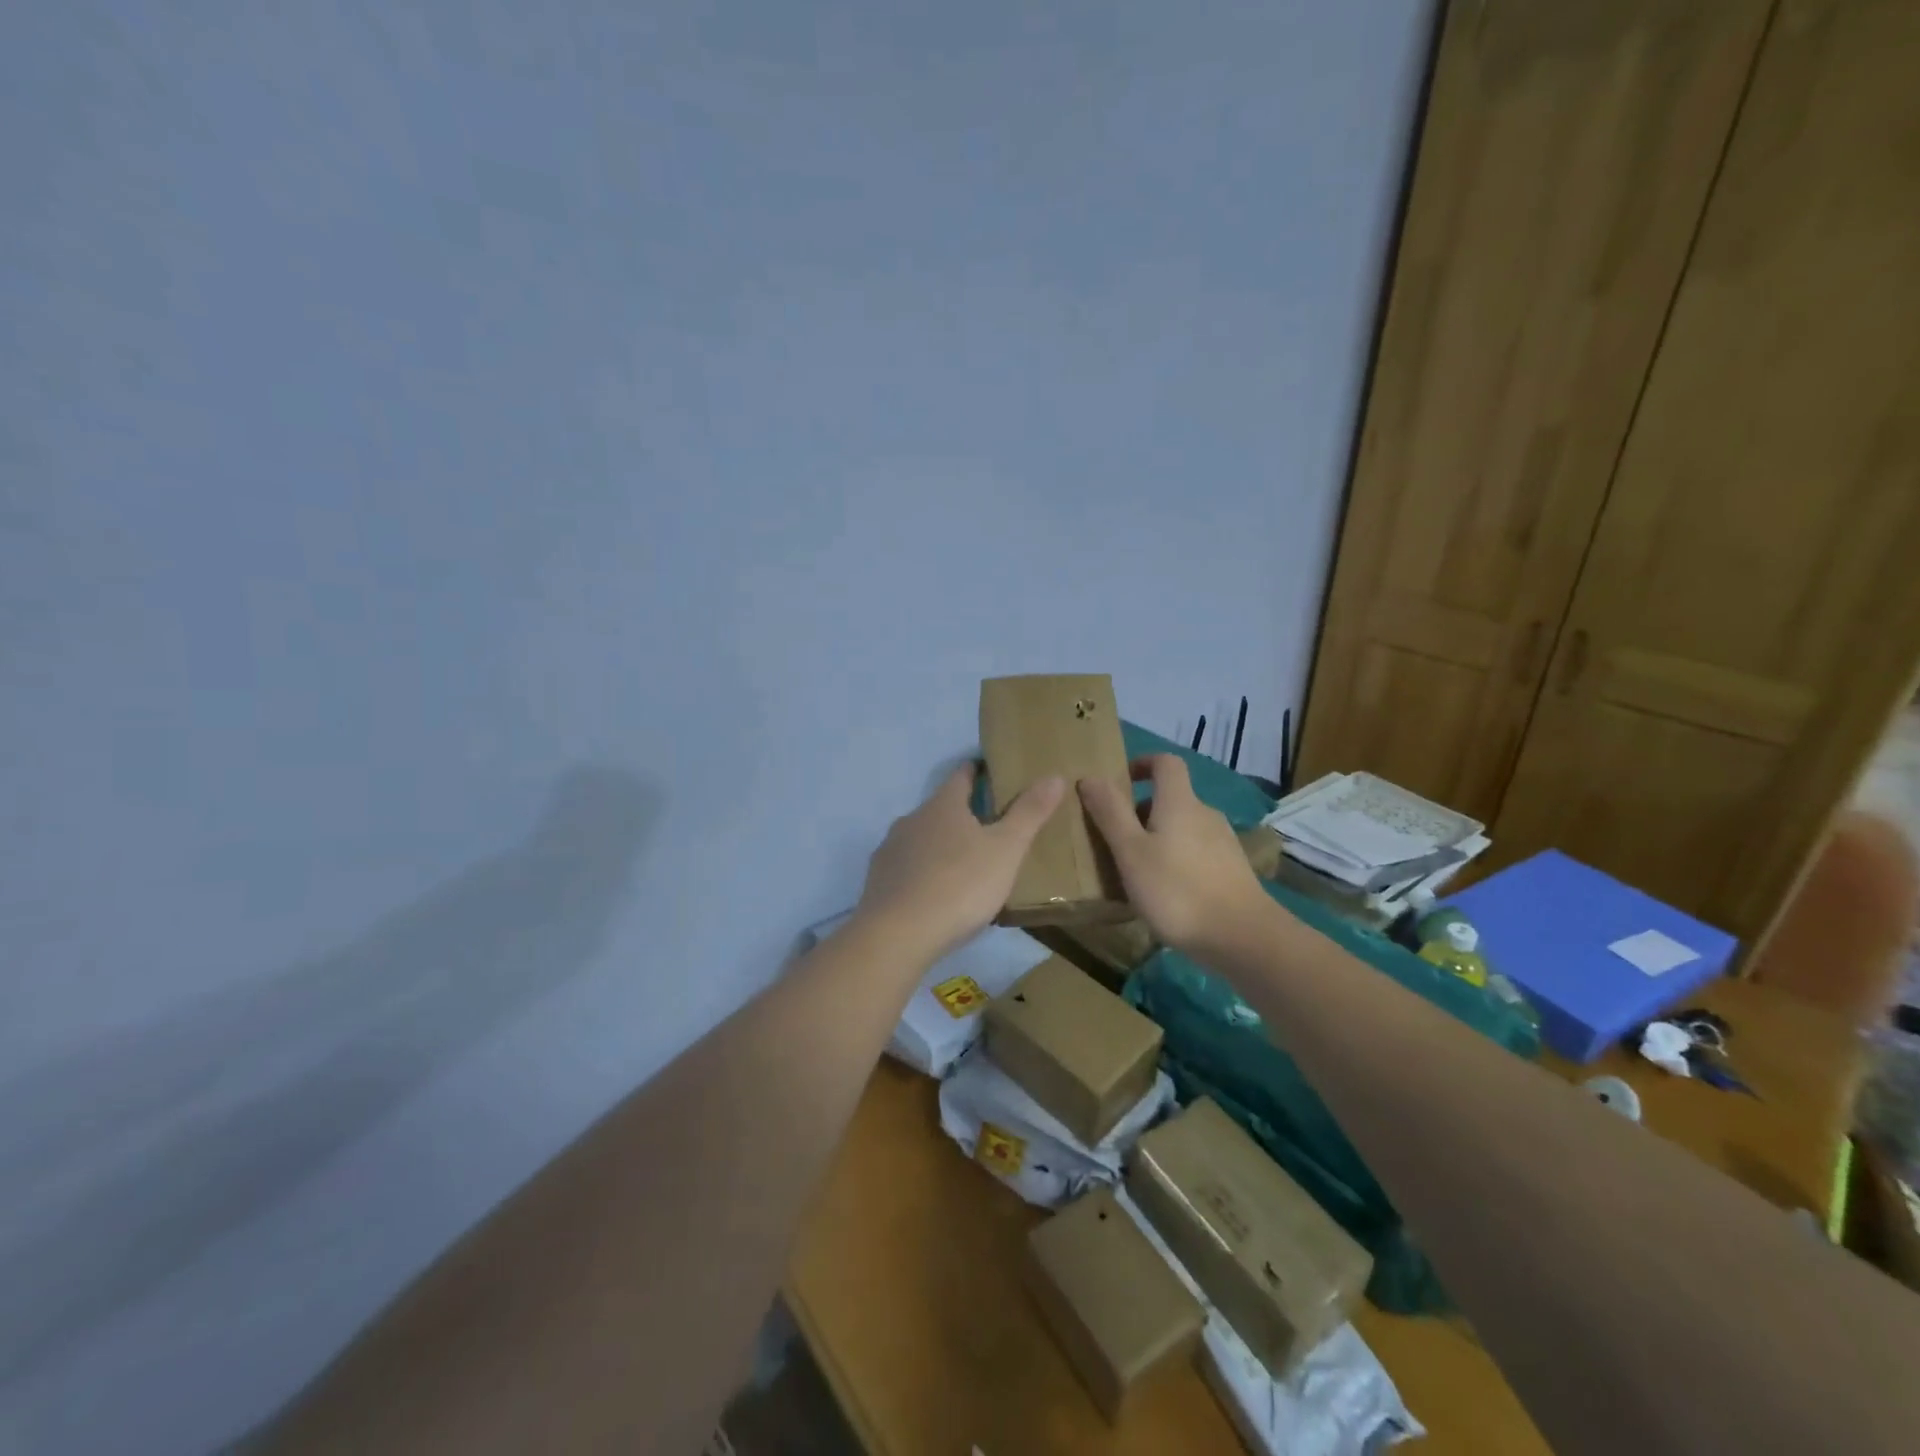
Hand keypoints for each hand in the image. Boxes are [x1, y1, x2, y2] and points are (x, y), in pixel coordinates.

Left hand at [856, 764, 1065, 962]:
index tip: (993, 774)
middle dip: (962, 814)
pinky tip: (936, 893)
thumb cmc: (959, 885)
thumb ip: (1029, 813)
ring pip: (921, 838)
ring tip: (965, 864)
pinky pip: (907, 867)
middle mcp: (912, 819)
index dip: (978, 771)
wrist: (898, 935)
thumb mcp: (1006, 850)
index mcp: (943, 805)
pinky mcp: (878, 880)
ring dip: (941, 845)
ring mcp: (890, 850)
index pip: (962, 775)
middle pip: (940, 808)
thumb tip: (1053, 776)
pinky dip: (923, 872)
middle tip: (990, 828)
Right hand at [1078, 754, 1269, 958]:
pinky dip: (1176, 860)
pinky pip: (1196, 852)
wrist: (1242, 938)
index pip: (1166, 763)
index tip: (1119, 782)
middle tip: (1115, 839)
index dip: (1142, 763)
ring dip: (1158, 838)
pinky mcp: (1232, 870)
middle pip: (1171, 798)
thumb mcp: (1131, 852)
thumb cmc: (1177, 891)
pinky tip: (1165, 892)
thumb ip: (1110, 813)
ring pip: (1183, 828)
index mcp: (1180, 803)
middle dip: (1141, 812)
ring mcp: (1224, 843)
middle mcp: (1205, 814)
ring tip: (1136, 870)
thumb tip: (1090, 776)